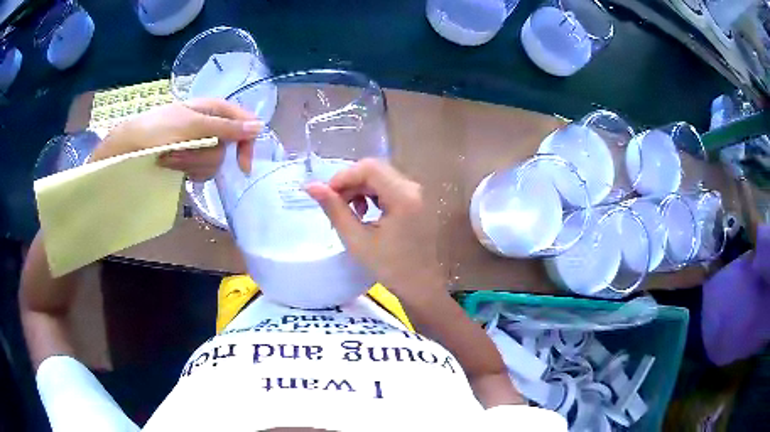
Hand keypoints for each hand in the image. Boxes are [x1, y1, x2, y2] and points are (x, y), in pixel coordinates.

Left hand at [91, 99, 261, 180]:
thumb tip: (259, 127)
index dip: (246, 144)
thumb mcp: (191, 125)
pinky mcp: (189, 159)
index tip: (241, 167)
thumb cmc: (156, 129)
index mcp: (214, 109)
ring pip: (212, 163)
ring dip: (190, 164)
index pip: (245, 124)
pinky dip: (186, 170)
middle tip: (180, 153)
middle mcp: (210, 125)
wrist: (127, 147)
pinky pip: (200, 171)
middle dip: (202, 156)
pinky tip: (171, 165)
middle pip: (226, 148)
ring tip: (170, 158)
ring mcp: (199, 143)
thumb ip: (225, 127)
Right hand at [306, 159, 445, 302]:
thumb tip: (310, 186)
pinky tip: (364, 213)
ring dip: (359, 189)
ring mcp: (416, 193)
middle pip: (374, 170)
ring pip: (379, 177)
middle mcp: (413, 187)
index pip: (368, 168)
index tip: (326, 196)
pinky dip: (371, 194)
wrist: (420, 285)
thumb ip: (334, 209)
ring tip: (349, 213)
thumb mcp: (356, 239)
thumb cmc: (389, 267)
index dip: (342, 177)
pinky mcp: (415, 200)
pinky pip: (388, 186)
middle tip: (334, 205)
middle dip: (349, 183)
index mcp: (403, 196)